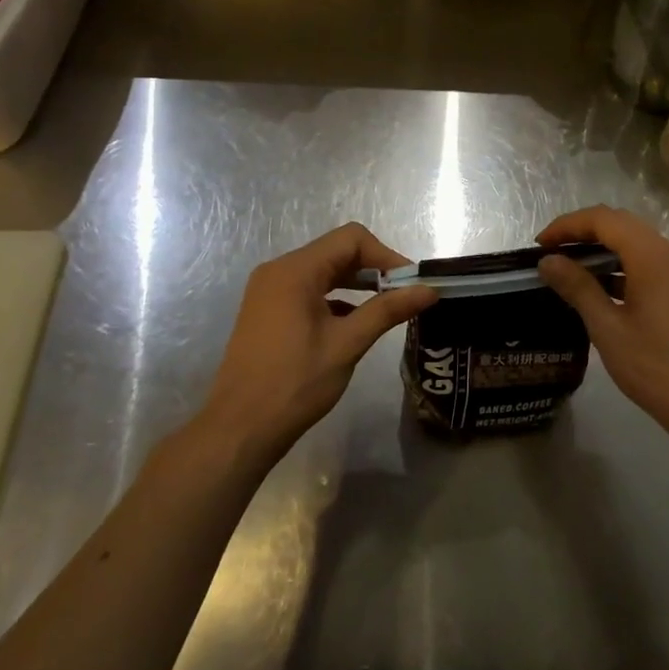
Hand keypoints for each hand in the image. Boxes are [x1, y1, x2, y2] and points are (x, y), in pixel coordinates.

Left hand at [194, 223, 436, 464]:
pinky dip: (337, 298)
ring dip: (357, 283)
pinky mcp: (268, 311)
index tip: (410, 284)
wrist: (239, 430)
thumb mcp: (347, 344)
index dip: (386, 255)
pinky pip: (309, 290)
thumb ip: (388, 310)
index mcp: (295, 270)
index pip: (351, 239)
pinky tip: (355, 323)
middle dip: (374, 268)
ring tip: (387, 308)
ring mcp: (269, 291)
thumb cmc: (295, 383)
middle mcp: (279, 271)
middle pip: (337, 251)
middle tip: (404, 296)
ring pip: (324, 271)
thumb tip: (429, 290)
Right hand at [536, 206, 668, 436]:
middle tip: (550, 253)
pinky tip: (598, 287)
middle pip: (620, 224)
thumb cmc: (655, 366)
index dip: (568, 225)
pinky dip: (619, 264)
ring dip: (601, 247)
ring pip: (634, 241)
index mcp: (652, 256)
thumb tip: (548, 261)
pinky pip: (646, 261)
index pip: (603, 219)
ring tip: (568, 268)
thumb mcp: (608, 328)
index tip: (540, 245)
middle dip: (582, 232)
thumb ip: (577, 288)